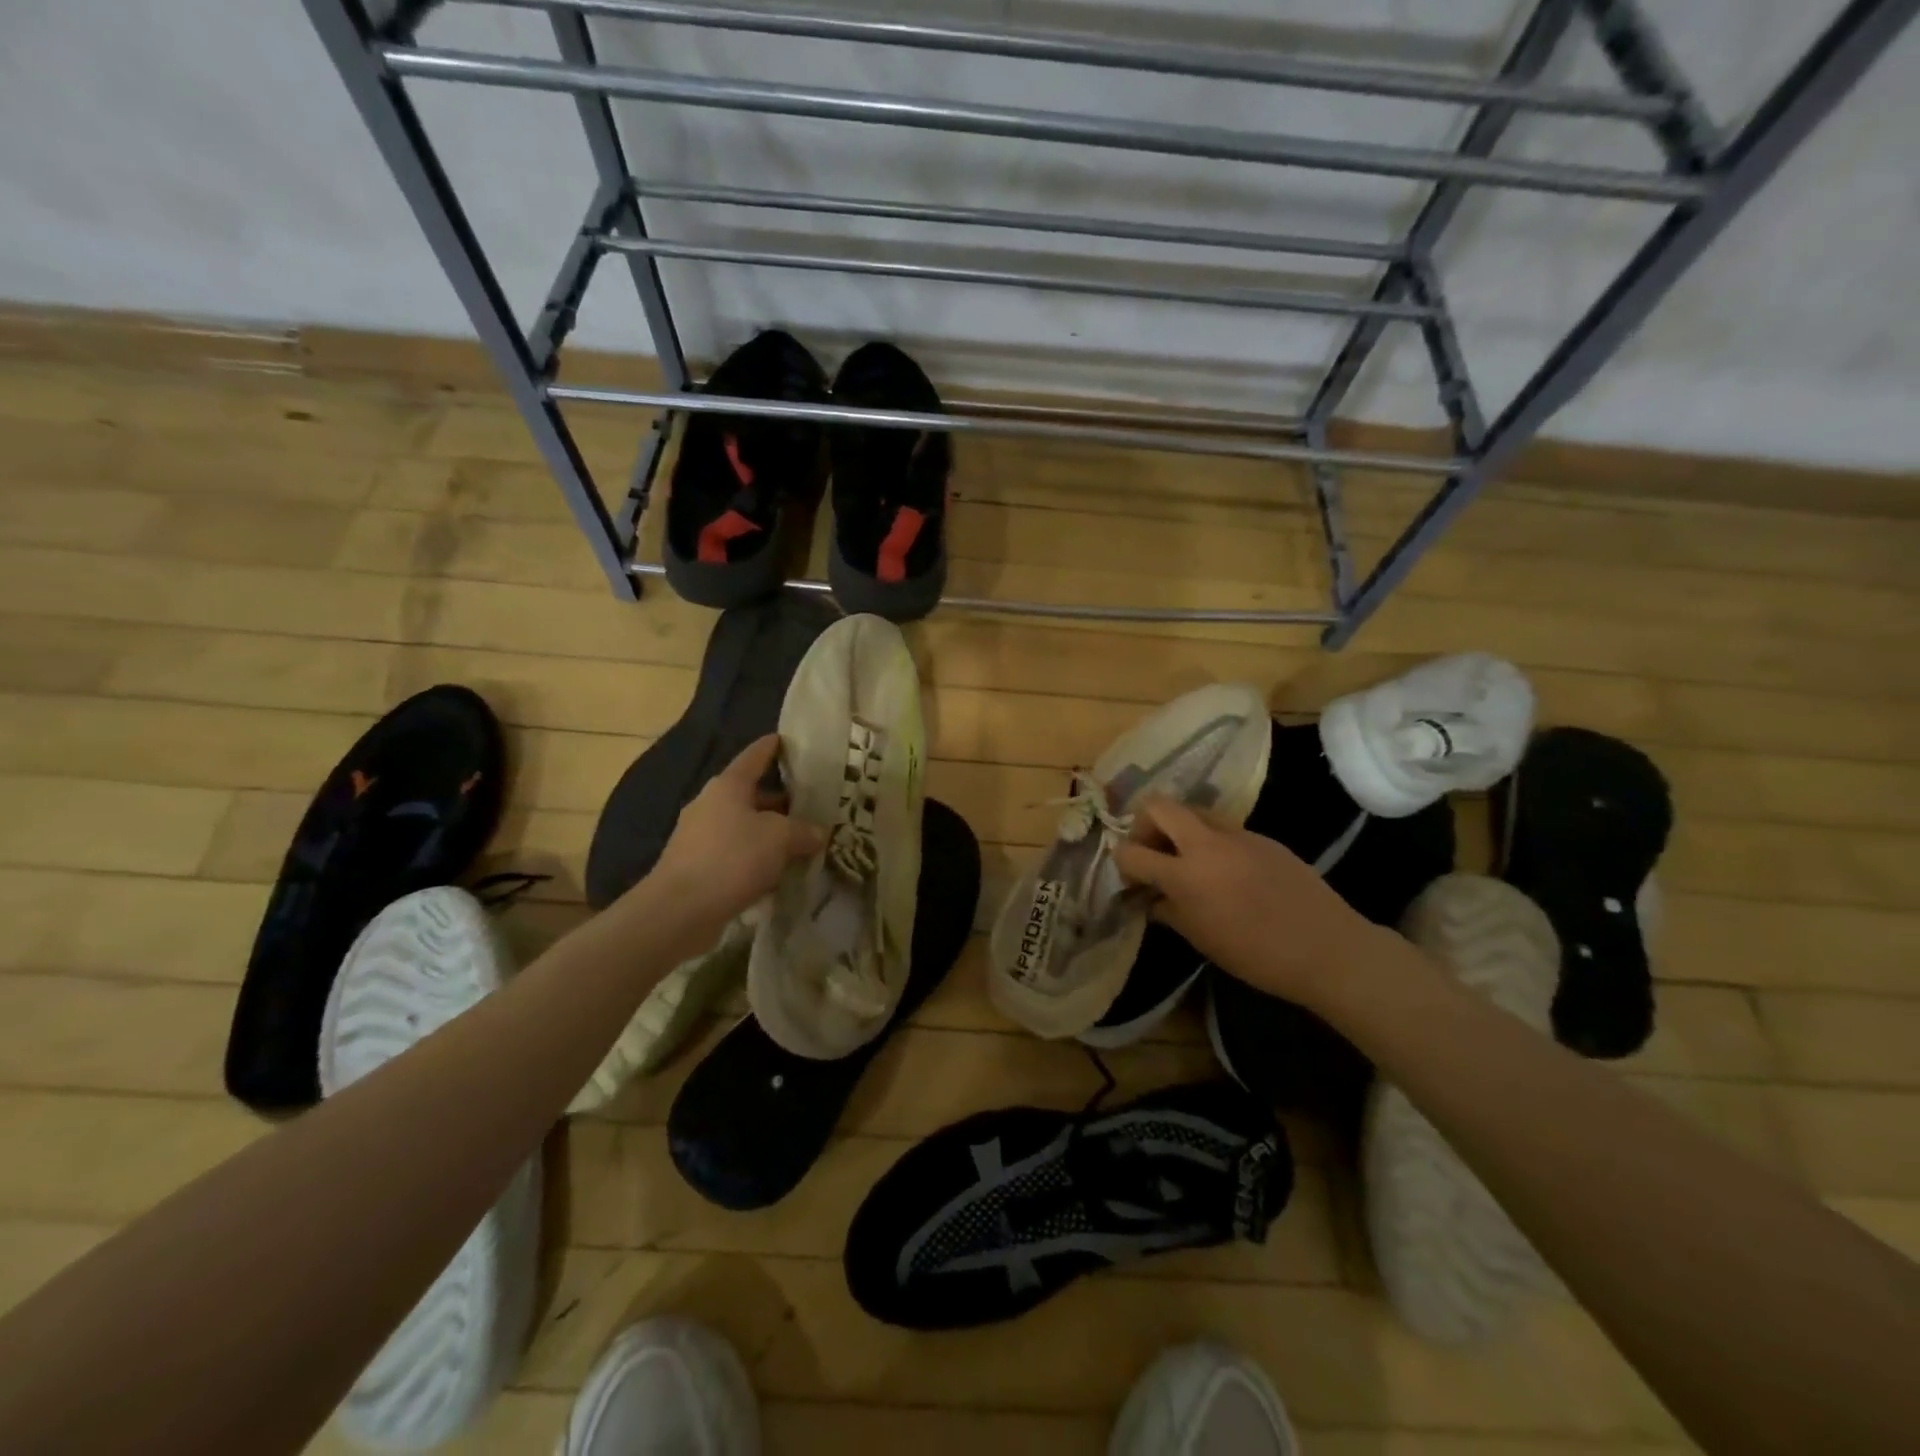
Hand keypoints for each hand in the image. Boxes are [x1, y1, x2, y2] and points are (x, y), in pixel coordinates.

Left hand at [646, 735, 823, 931]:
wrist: (679, 910)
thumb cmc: (732, 858)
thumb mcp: (780, 839)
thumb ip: (804, 831)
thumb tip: (818, 833)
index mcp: (729, 786)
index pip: (754, 756)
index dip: (772, 747)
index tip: (786, 740)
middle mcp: (711, 804)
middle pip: (751, 794)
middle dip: (780, 799)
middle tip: (810, 803)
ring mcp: (700, 836)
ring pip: (744, 826)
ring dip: (769, 832)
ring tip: (800, 841)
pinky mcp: (697, 866)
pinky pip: (734, 853)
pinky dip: (755, 858)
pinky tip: (776, 873)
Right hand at [1112, 795, 1381, 1008]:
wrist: (1328, 949)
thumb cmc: (1257, 955)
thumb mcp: (1202, 939)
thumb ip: (1169, 911)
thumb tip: (1152, 898)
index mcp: (1186, 875)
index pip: (1132, 852)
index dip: (1122, 863)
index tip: (1131, 879)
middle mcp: (1207, 844)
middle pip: (1158, 806)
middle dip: (1144, 824)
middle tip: (1152, 852)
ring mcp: (1238, 834)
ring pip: (1193, 810)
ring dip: (1179, 828)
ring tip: (1187, 860)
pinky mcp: (1262, 837)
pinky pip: (1224, 827)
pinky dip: (1211, 840)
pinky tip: (1225, 871)